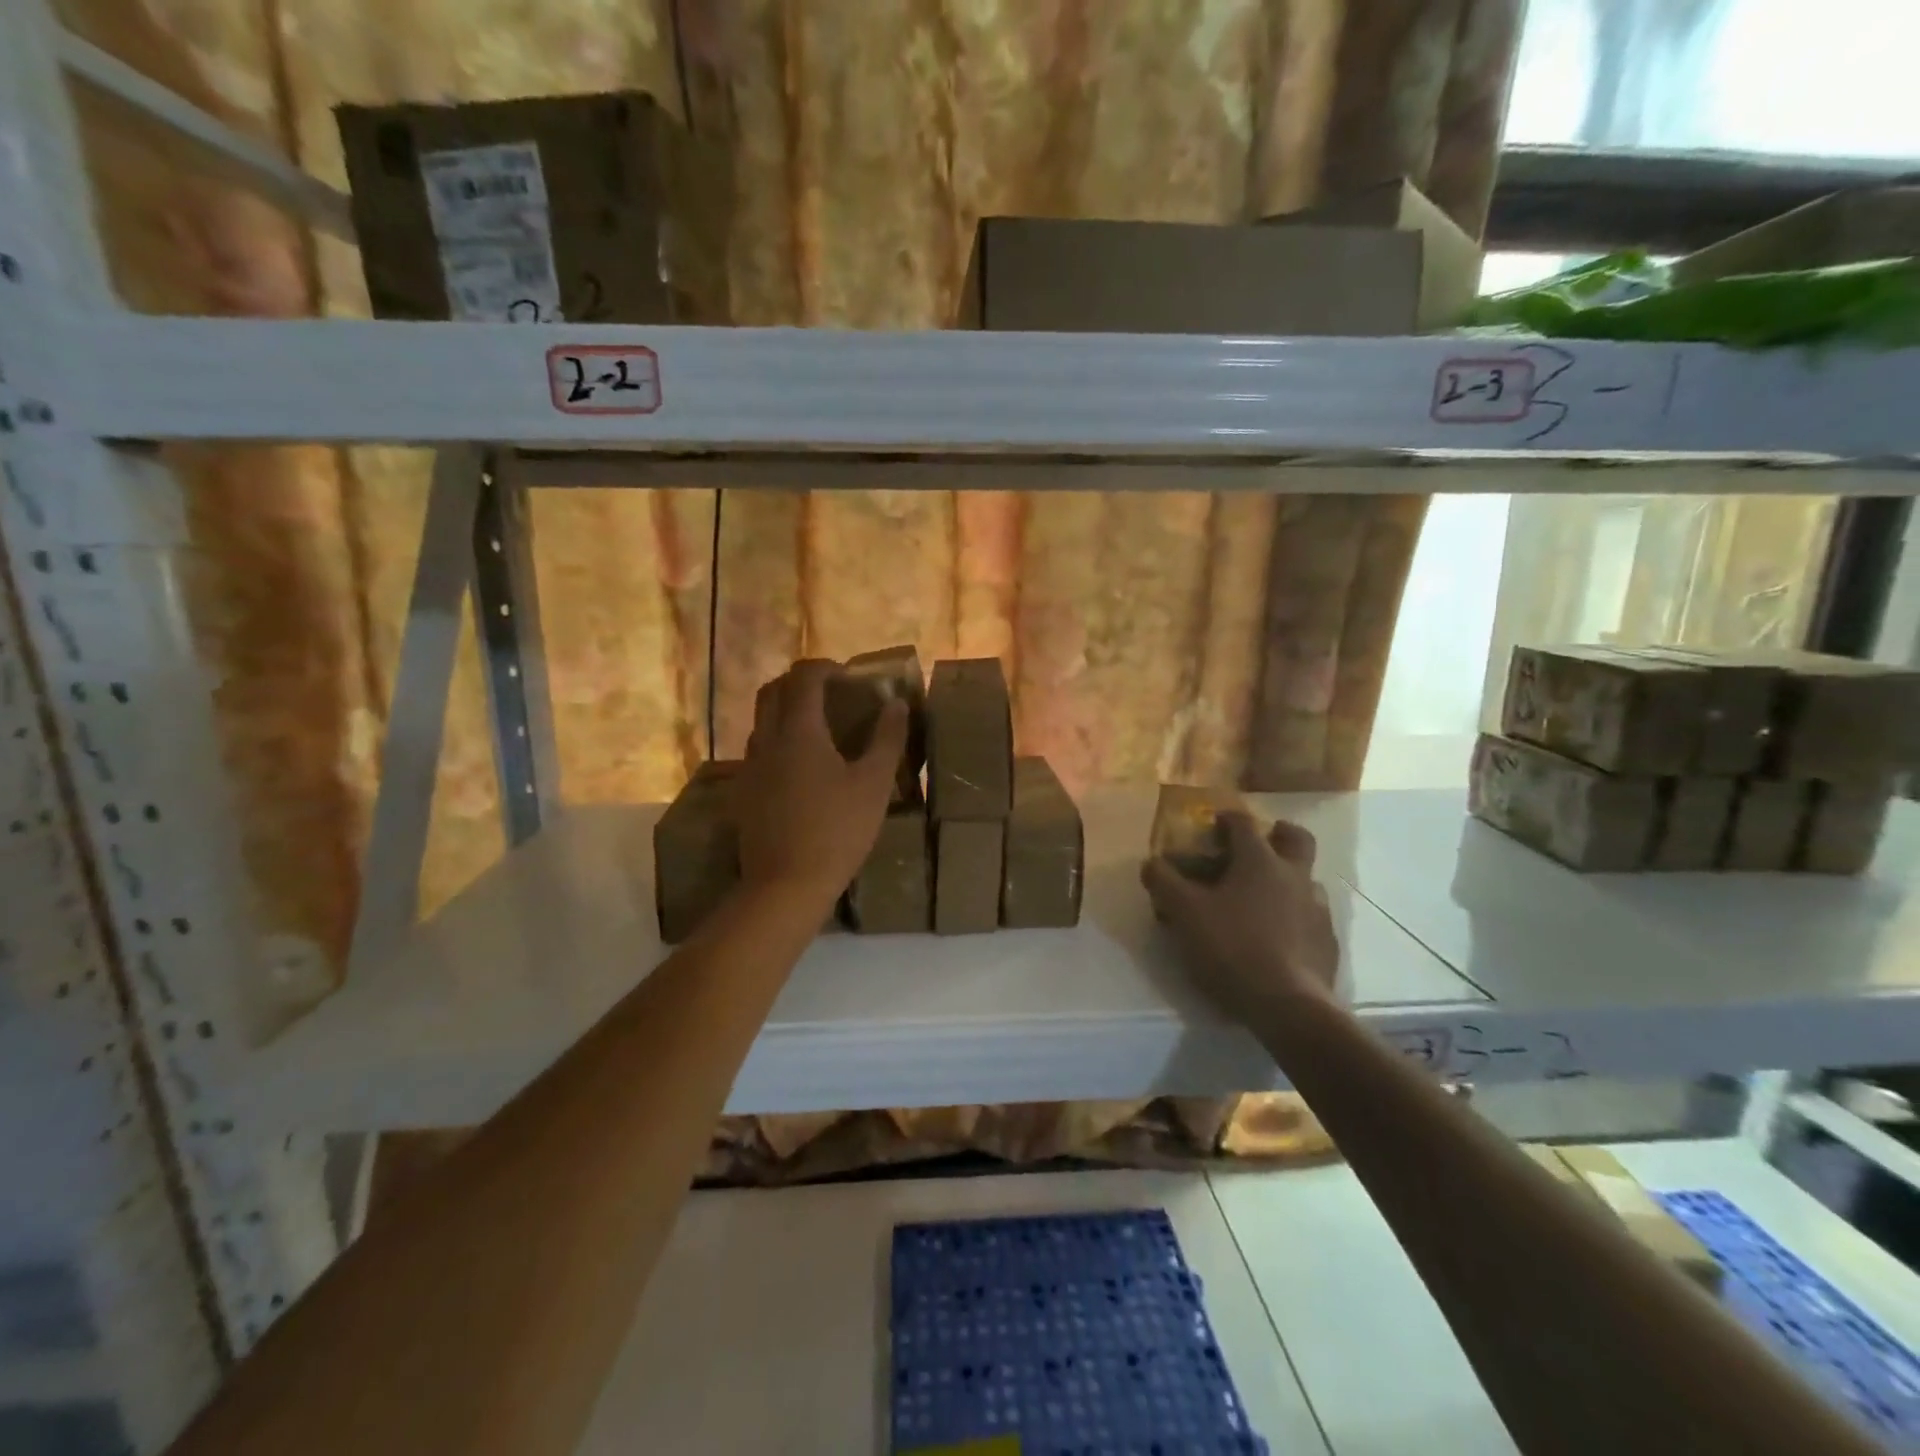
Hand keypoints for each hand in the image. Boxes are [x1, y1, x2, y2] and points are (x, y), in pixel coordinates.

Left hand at [738, 659, 908, 901]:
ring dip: (786, 711)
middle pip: (772, 691)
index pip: (803, 677)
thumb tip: (896, 703)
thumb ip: (887, 739)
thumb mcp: (874, 784)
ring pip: (761, 721)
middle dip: (799, 682)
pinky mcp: (744, 792)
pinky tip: (801, 768)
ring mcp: (750, 767)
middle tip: (830, 694)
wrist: (786, 885)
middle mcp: (767, 739)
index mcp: (798, 730)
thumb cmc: (837, 830)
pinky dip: (778, 741)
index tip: (848, 676)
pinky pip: (758, 750)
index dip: (825, 668)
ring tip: (818, 729)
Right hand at [1141, 813, 1338, 1027]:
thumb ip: (1164, 882)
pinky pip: (1311, 917)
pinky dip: (1295, 916)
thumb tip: (1151, 862)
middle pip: (1296, 839)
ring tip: (1261, 898)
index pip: (1244, 824)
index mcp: (1260, 862)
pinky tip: (1277, 936)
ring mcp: (1317, 910)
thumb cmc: (1232, 948)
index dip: (1226, 819)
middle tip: (1260, 842)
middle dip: (1279, 833)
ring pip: (1306, 880)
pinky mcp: (1327, 943)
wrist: (1288, 1007)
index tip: (1213, 823)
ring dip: (1287, 879)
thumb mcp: (1185, 913)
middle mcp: (1294, 877)